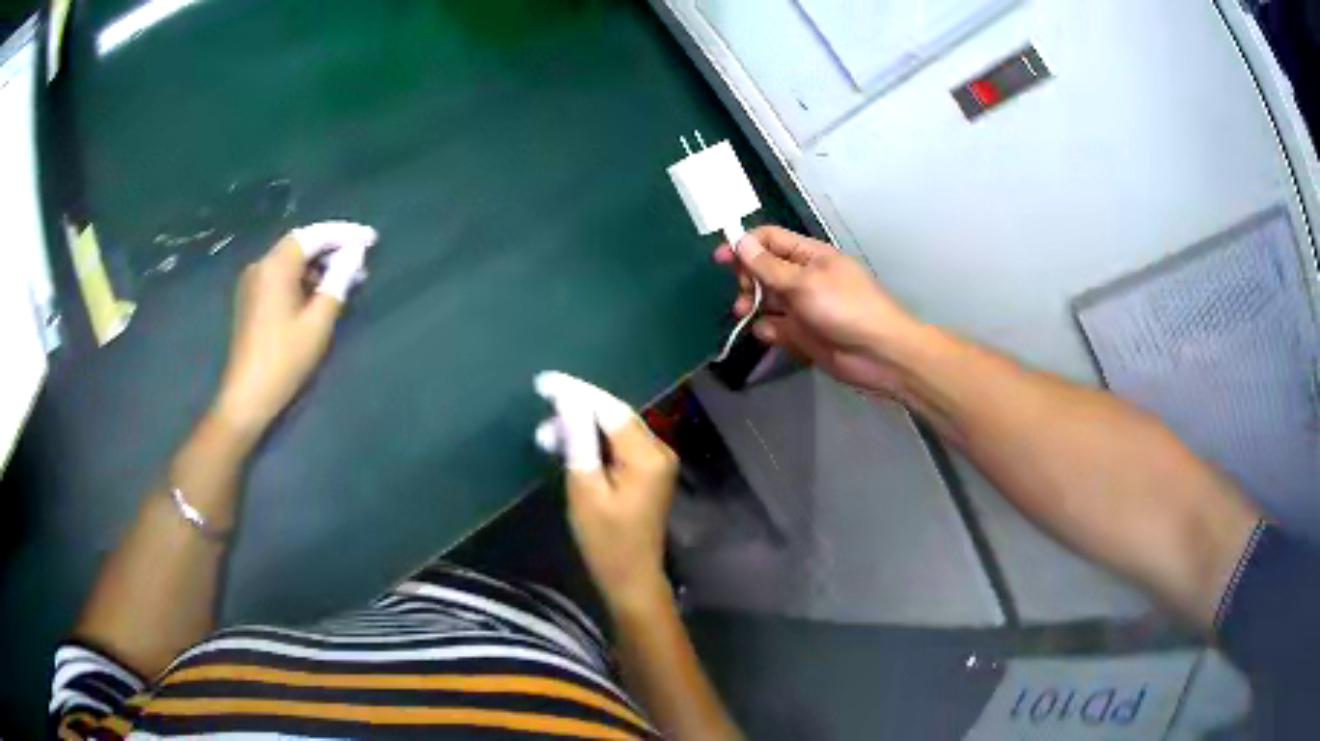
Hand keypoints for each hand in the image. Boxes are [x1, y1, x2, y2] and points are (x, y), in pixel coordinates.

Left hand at [212, 221, 377, 436]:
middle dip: (332, 248)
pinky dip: (303, 278)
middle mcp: (261, 265)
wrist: (246, 397)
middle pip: (301, 244)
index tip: (371, 239)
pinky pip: (282, 276)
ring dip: (319, 265)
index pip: (314, 235)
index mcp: (276, 266)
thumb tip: (356, 253)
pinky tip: (321, 293)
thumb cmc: (284, 360)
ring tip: (347, 279)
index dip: (344, 234)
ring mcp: (253, 282)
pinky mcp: (252, 299)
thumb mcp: (318, 322)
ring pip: (291, 261)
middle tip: (362, 260)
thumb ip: (338, 281)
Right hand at [534, 372, 677, 611]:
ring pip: (615, 429)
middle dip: (577, 410)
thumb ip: (578, 441)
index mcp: (647, 456)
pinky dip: (594, 442)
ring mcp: (657, 460)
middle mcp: (659, 450)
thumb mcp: (585, 490)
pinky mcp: (649, 470)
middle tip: (541, 421)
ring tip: (547, 437)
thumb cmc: (605, 541)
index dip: (576, 392)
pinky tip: (569, 446)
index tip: (543, 381)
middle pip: (615, 416)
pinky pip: (619, 444)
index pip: (610, 410)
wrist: (631, 577)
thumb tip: (567, 399)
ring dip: (582, 428)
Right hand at [714, 225, 923, 395]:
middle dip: (747, 278)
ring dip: (751, 305)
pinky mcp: (801, 333)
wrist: (878, 354)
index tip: (721, 259)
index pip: (770, 239)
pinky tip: (770, 334)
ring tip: (744, 313)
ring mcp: (802, 306)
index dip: (745, 244)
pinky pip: (774, 327)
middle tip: (743, 293)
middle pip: (762, 269)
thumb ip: (769, 265)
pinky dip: (767, 329)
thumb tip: (740, 241)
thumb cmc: (846, 308)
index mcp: (809, 255)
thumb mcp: (805, 282)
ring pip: (765, 299)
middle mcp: (803, 277)